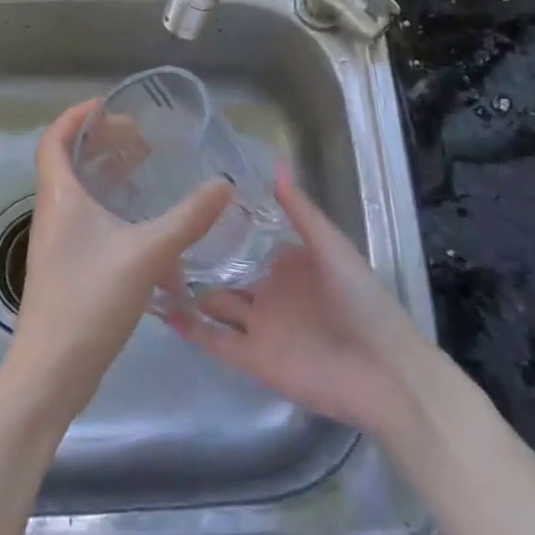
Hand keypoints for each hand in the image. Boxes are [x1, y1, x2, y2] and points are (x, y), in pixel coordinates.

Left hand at [2, 100, 231, 424]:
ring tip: (146, 170)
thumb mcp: (146, 254)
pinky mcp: (68, 268)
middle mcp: (53, 212)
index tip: (112, 107)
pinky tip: (146, 226)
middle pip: (69, 161)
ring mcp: (58, 243)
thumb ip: (188, 219)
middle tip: (141, 138)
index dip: (77, 115)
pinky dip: (114, 209)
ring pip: (81, 193)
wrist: (50, 374)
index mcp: (60, 196)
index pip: (54, 138)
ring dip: (109, 175)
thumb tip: (224, 184)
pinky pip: (89, 221)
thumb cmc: (88, 300)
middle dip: (102, 142)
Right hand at [167, 167, 432, 440]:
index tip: (188, 204)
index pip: (248, 241)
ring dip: (188, 291)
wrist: (383, 371)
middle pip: (226, 274)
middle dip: (198, 259)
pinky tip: (164, 310)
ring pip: (216, 305)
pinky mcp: (254, 360)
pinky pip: (216, 342)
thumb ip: (299, 209)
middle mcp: (271, 292)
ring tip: (151, 269)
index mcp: (290, 264)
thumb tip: (275, 163)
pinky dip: (192, 329)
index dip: (221, 226)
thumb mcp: (330, 245)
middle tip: (159, 236)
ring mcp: (261, 327)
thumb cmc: (360, 299)